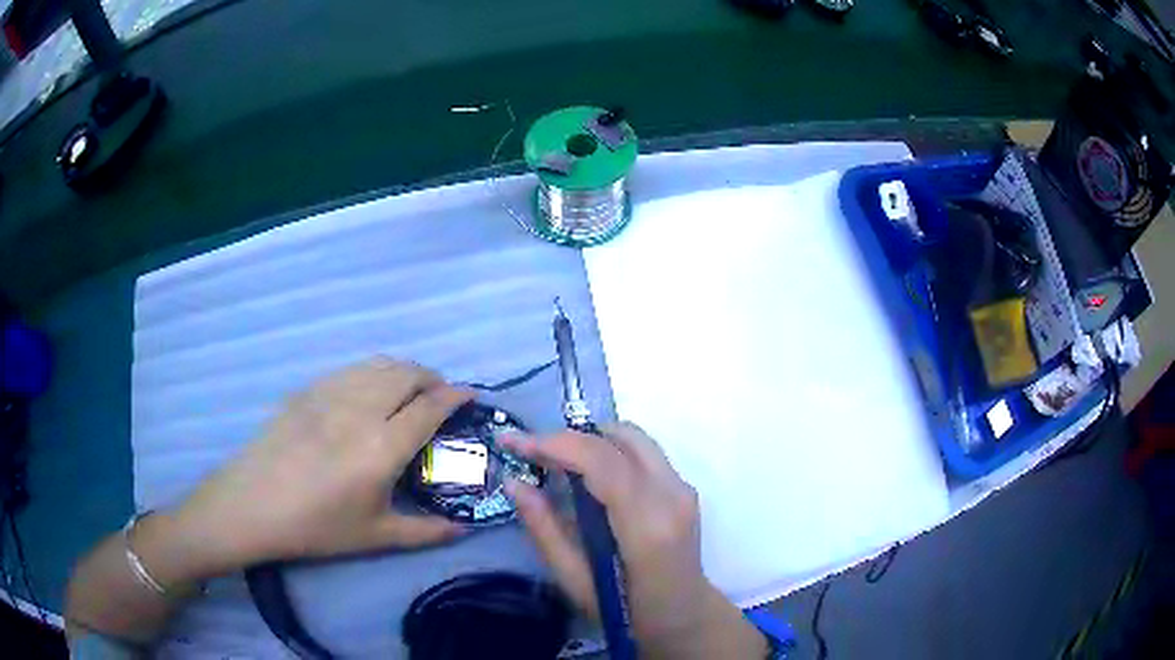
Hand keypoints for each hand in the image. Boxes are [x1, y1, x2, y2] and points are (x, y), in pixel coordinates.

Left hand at [171, 357, 470, 571]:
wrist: (252, 505)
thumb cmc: (317, 527)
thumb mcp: (376, 537)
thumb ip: (426, 531)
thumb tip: (465, 529)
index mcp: (383, 446)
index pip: (430, 407)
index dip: (455, 396)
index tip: (471, 395)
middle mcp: (362, 409)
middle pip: (407, 374)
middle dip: (432, 378)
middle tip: (440, 395)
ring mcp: (330, 394)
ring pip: (379, 365)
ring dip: (403, 370)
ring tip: (409, 389)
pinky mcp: (307, 391)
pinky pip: (351, 369)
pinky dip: (373, 371)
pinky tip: (368, 391)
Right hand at [501, 423, 765, 657]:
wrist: (684, 617)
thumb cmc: (627, 612)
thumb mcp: (576, 581)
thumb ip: (545, 530)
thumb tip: (514, 483)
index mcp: (647, 526)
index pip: (601, 461)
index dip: (554, 443)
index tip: (513, 442)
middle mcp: (672, 495)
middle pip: (619, 437)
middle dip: (569, 437)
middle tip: (532, 454)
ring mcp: (683, 488)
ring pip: (633, 437)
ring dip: (591, 440)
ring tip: (556, 461)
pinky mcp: (685, 487)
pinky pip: (643, 451)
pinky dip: (609, 450)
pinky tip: (587, 475)